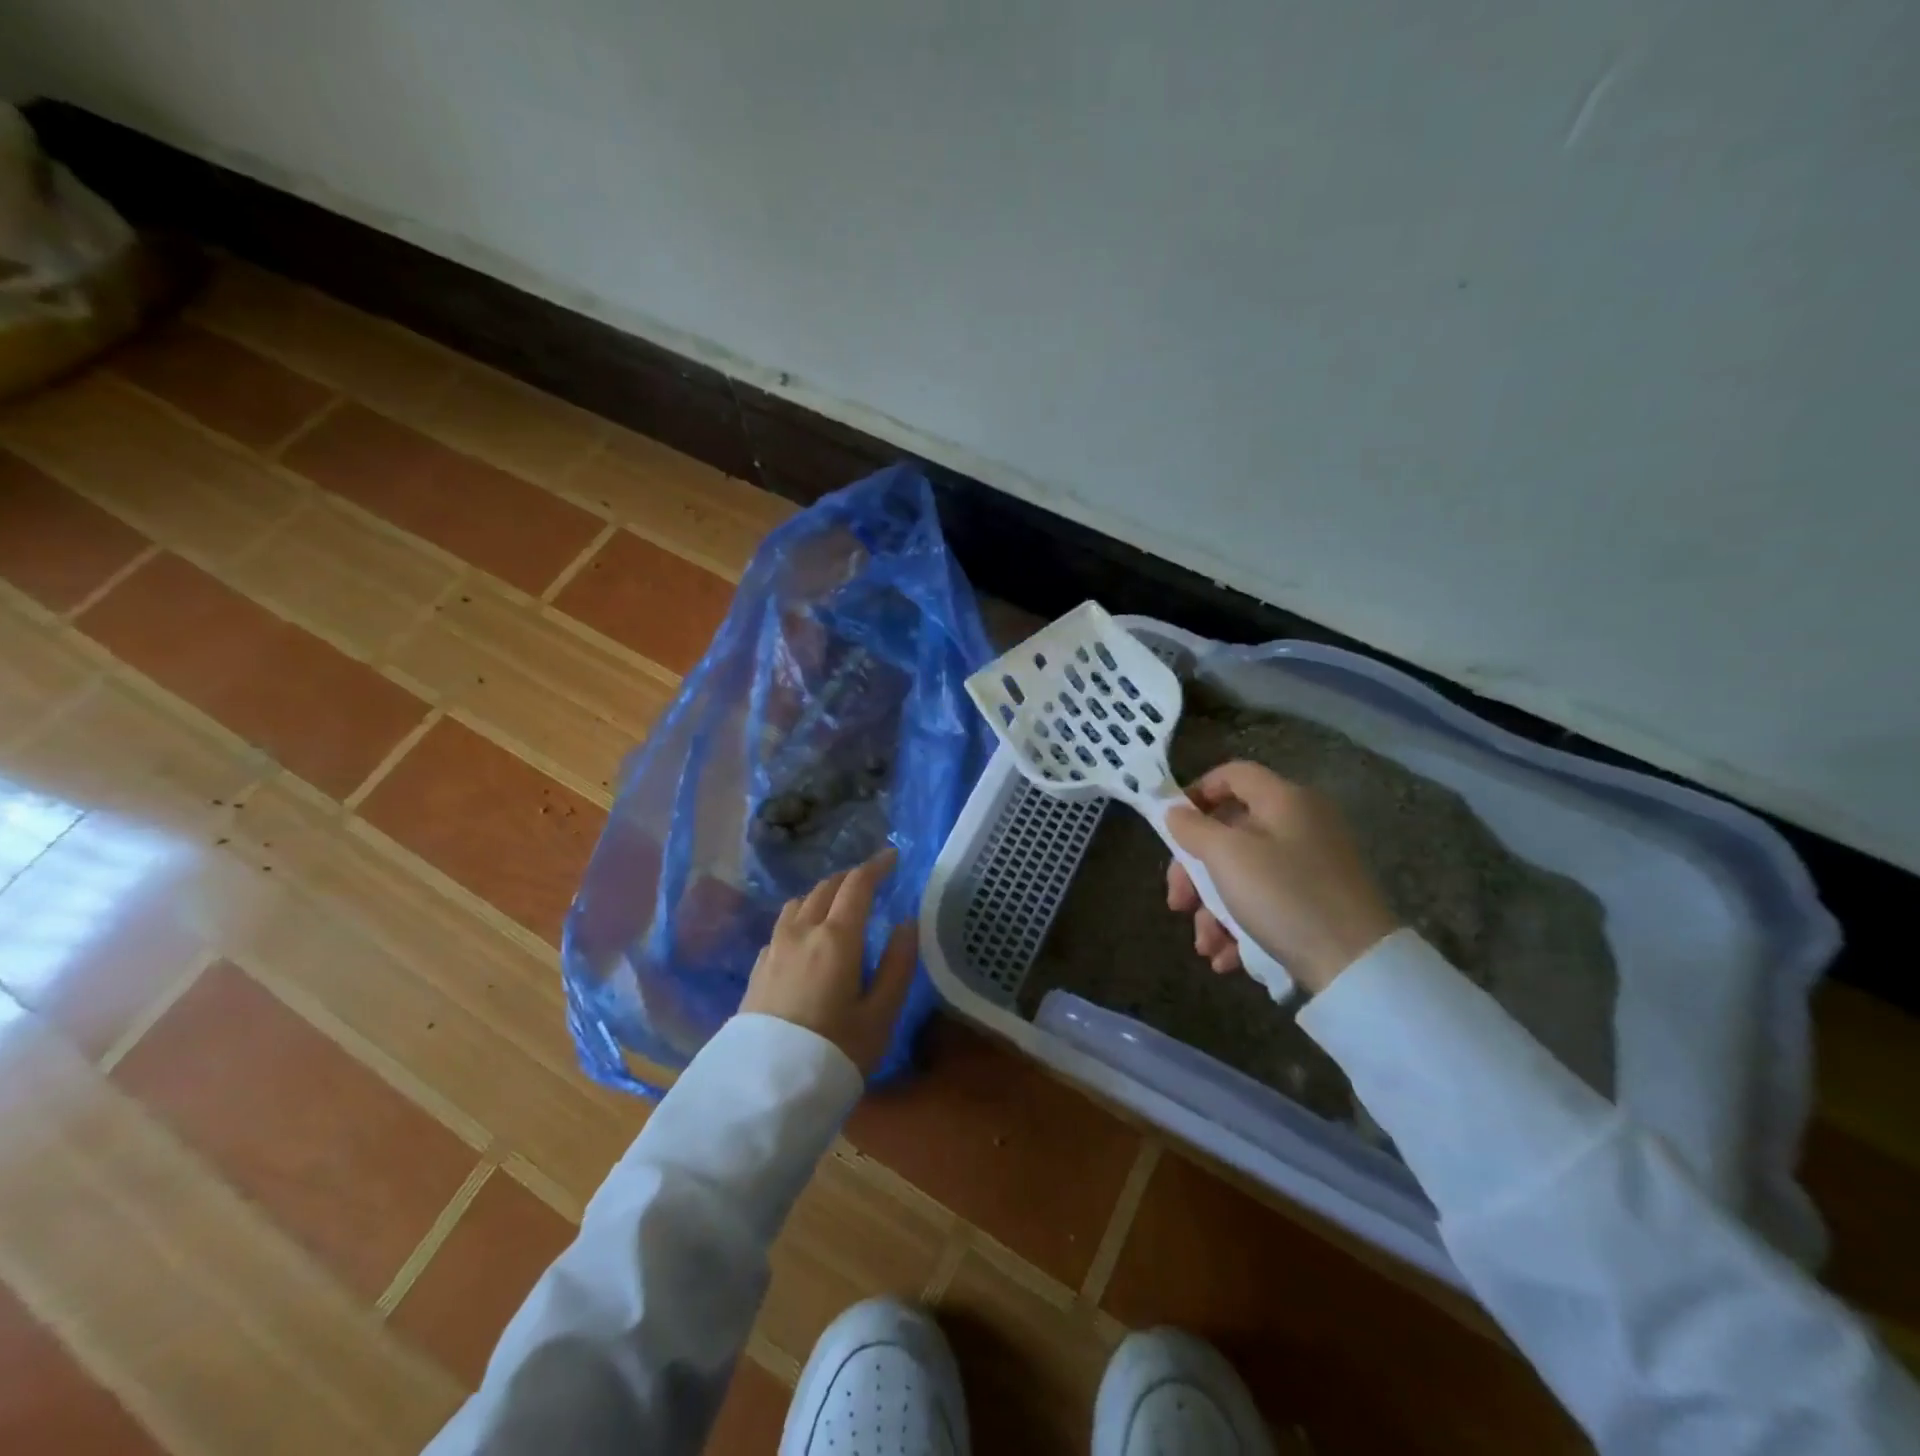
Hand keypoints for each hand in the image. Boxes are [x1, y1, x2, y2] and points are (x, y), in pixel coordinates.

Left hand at [741, 848, 917, 1073]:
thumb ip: (897, 964)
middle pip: (826, 888)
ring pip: (799, 902)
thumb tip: (907, 924)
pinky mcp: (758, 967)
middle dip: (851, 878)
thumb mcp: (880, 1015)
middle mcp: (801, 931)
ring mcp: (774, 948)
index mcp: (836, 937)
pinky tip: (806, 937)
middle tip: (870, 881)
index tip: (891, 856)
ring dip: (822, 894)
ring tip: (838, 904)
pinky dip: (801, 916)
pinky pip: (783, 925)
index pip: (857, 885)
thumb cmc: (835, 1051)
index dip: (876, 866)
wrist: (765, 1089)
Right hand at [1165, 762, 1398, 994]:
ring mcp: (1313, 864)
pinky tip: (1228, 957)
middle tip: (1178, 903)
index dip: (1197, 793)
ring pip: (1244, 873)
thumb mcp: (1227, 856)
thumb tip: (1175, 812)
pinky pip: (1268, 901)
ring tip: (1206, 946)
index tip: (1171, 827)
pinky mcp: (1319, 901)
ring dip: (1213, 908)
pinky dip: (1242, 925)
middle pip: (1231, 832)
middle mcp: (1301, 823)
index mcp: (1284, 800)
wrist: (1357, 964)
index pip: (1233, 774)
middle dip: (1196, 872)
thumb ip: (1193, 828)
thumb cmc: (1283, 896)